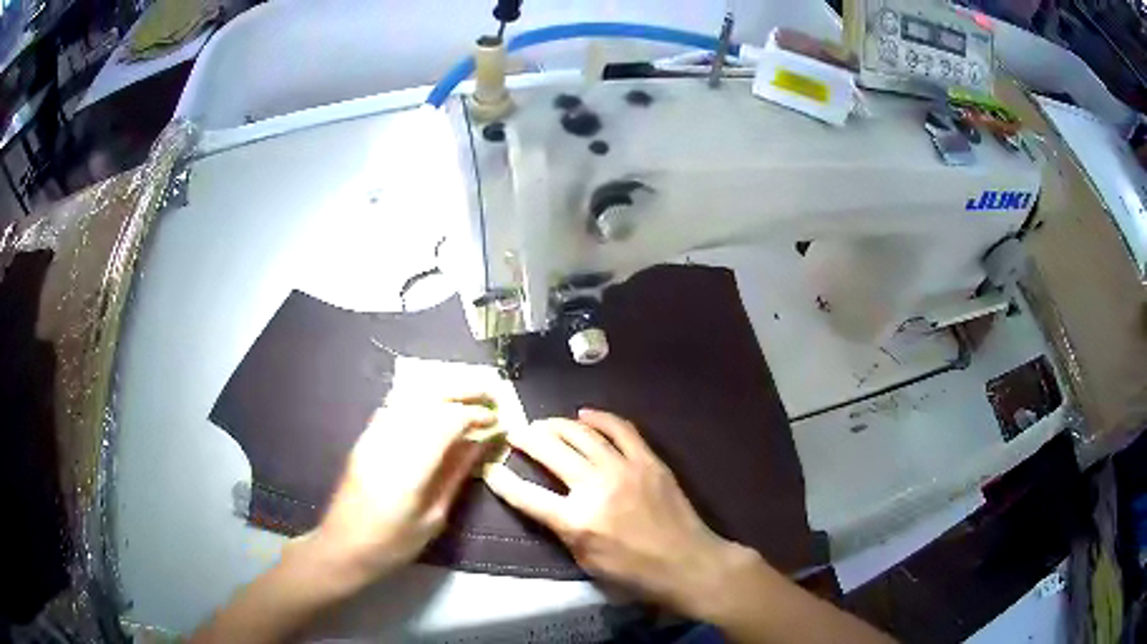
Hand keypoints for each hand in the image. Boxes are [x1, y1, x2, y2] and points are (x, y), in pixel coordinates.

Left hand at [309, 393, 495, 587]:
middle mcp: (389, 441)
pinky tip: (435, 405)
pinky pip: (395, 404)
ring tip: (468, 394)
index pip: (447, 421)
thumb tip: (481, 442)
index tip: (498, 418)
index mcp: (409, 467)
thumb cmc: (393, 543)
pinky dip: (421, 398)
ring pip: (410, 395)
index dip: (476, 414)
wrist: (343, 546)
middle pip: (428, 398)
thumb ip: (456, 474)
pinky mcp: (365, 436)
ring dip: (442, 390)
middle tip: (489, 394)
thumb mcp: (433, 517)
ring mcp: (373, 435)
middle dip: (462, 391)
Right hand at [485, 409, 748, 614]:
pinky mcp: (648, 459)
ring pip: (581, 433)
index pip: (527, 496)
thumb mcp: (586, 562)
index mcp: (577, 521)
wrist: (687, 562)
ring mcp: (624, 468)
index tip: (490, 467)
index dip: (502, 481)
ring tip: (543, 424)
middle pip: (550, 451)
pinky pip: (620, 428)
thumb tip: (547, 504)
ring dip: (556, 425)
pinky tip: (584, 414)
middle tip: (515, 433)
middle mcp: (595, 488)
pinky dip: (599, 417)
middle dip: (526, 438)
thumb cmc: (635, 573)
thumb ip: (563, 529)